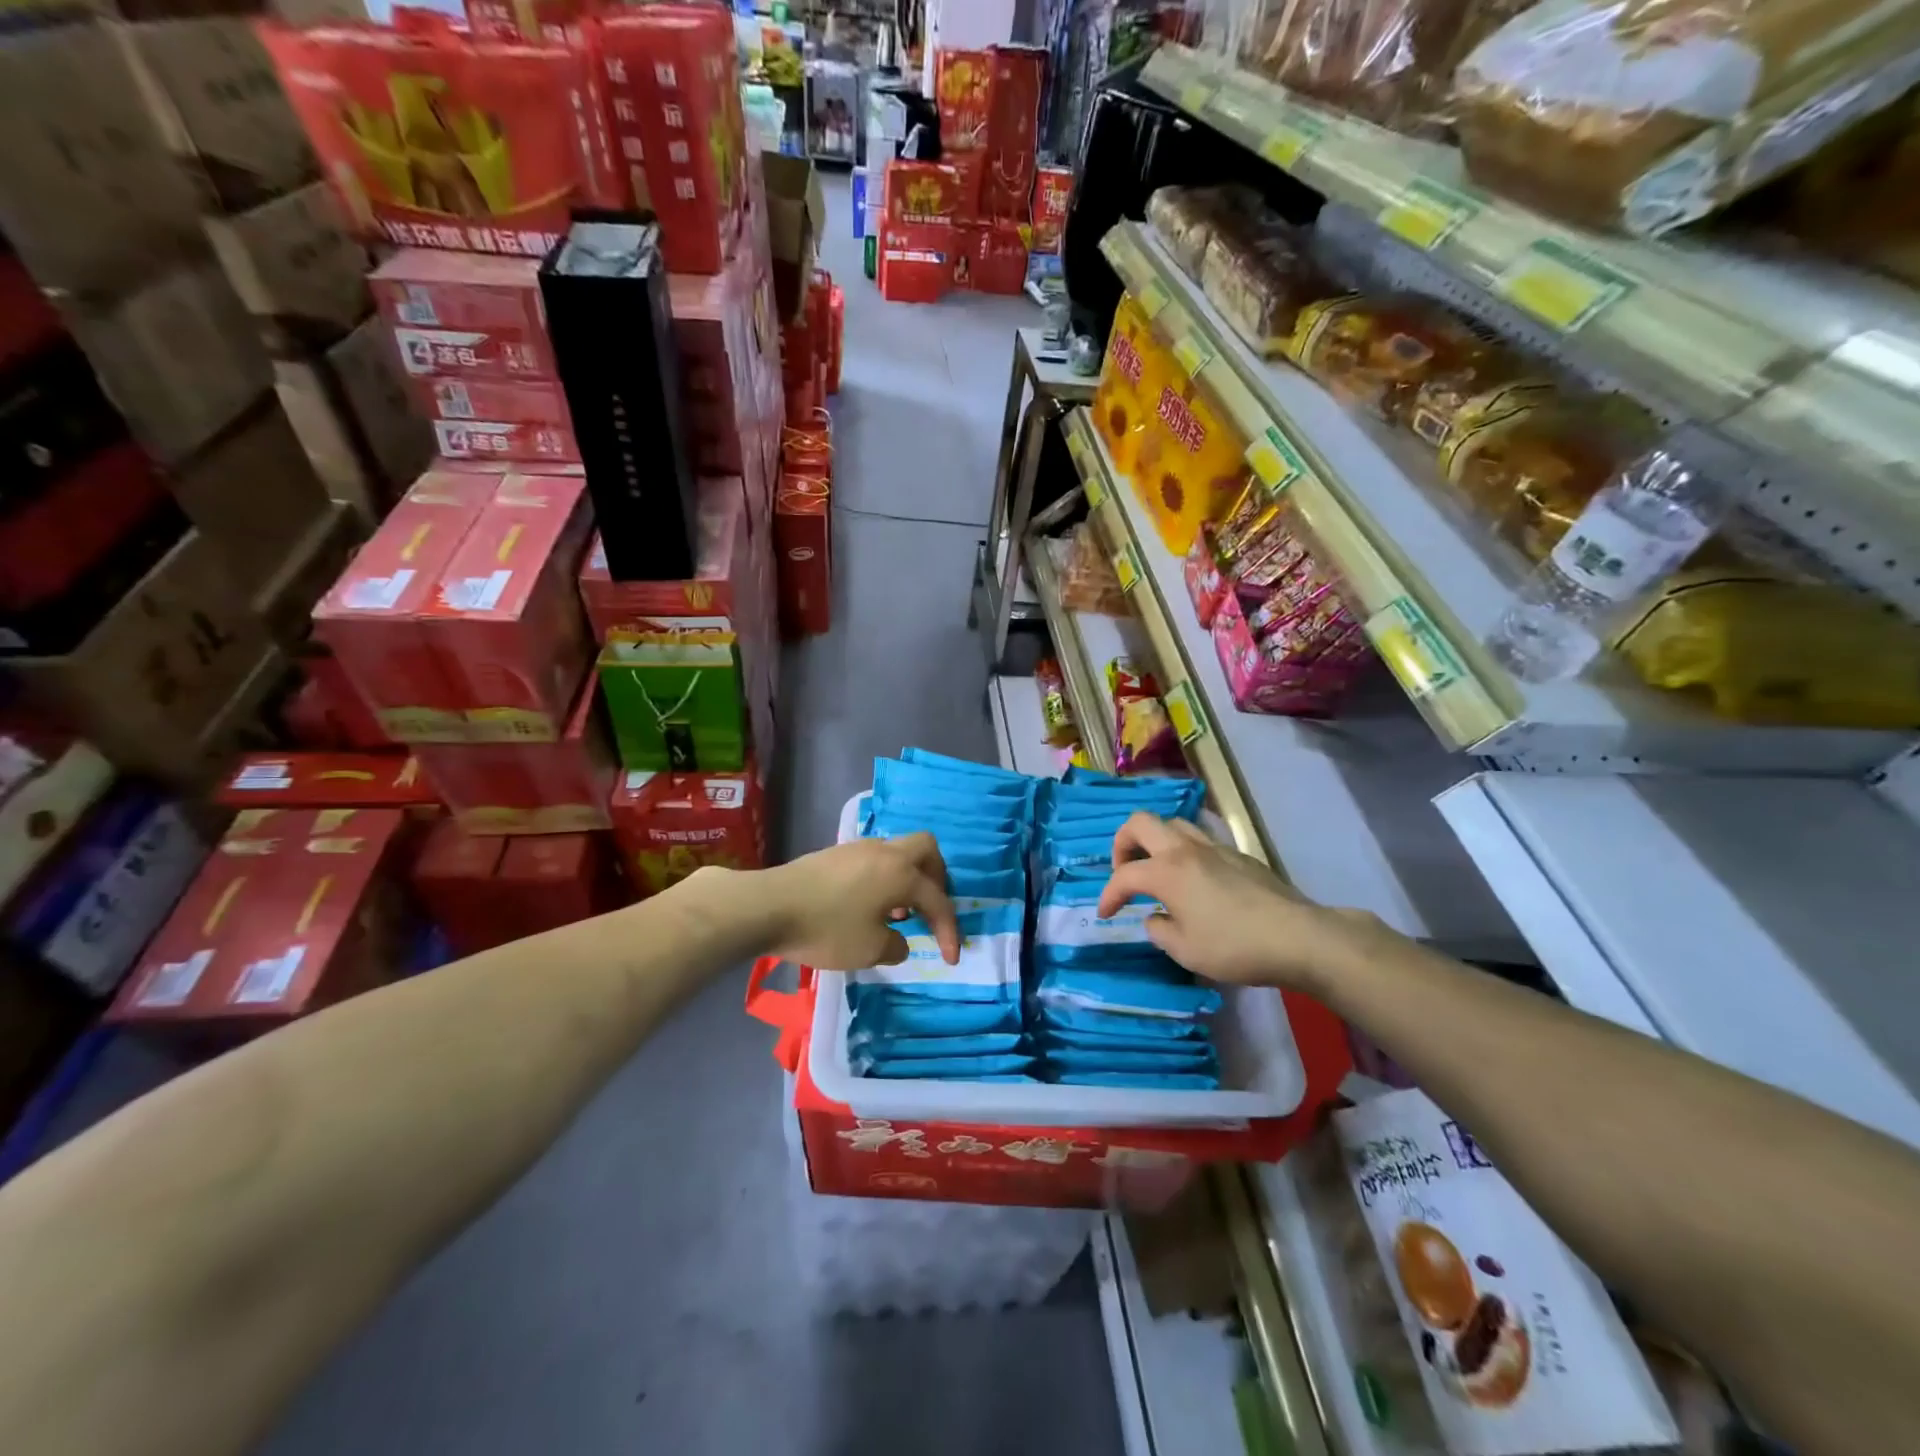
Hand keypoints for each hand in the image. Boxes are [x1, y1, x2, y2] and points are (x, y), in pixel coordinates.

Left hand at [758, 832, 961, 970]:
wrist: (768, 906)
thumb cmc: (825, 929)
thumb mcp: (869, 950)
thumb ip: (896, 946)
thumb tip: (899, 940)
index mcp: (901, 874)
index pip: (937, 900)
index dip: (949, 930)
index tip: (950, 958)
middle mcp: (885, 852)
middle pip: (926, 850)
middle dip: (938, 879)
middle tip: (932, 908)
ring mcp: (858, 848)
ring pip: (898, 852)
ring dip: (908, 879)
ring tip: (898, 913)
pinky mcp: (836, 854)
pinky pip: (875, 859)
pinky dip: (884, 878)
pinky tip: (869, 905)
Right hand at [1095, 812, 1379, 991]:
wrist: (1298, 937)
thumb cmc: (1234, 947)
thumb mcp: (1185, 951)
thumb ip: (1159, 930)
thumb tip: (1155, 917)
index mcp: (1166, 871)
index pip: (1124, 875)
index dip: (1108, 894)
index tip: (1106, 915)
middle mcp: (1185, 849)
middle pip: (1140, 823)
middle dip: (1122, 844)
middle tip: (1124, 871)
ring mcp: (1215, 847)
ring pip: (1172, 824)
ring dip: (1155, 842)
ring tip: (1156, 871)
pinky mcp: (1238, 855)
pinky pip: (1199, 839)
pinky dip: (1183, 851)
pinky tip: (1193, 880)